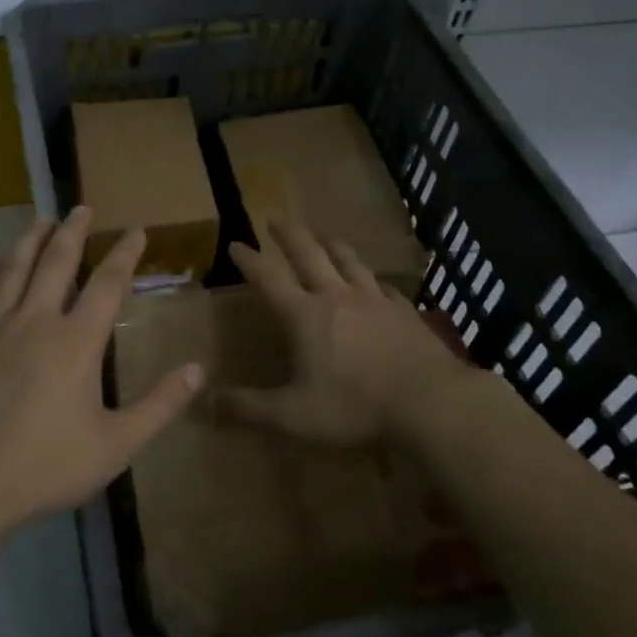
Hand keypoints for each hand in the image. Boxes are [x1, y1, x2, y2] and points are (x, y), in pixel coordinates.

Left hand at [0, 206, 203, 541]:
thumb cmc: (44, 467)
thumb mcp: (115, 445)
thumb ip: (159, 406)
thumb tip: (198, 370)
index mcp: (76, 342)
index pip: (108, 283)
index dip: (125, 254)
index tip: (136, 231)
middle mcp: (36, 321)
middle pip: (56, 261)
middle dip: (73, 230)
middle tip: (82, 207)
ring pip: (14, 268)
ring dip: (30, 239)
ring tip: (40, 219)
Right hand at [222, 217, 480, 446]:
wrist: (429, 402)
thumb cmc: (354, 406)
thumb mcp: (294, 416)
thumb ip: (250, 408)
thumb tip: (207, 403)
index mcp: (304, 315)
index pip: (268, 279)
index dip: (249, 260)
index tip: (236, 243)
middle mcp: (336, 296)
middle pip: (309, 254)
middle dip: (289, 236)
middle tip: (276, 220)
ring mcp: (374, 300)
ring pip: (348, 261)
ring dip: (332, 245)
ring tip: (324, 235)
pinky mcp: (403, 311)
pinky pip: (383, 285)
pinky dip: (372, 278)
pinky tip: (376, 281)